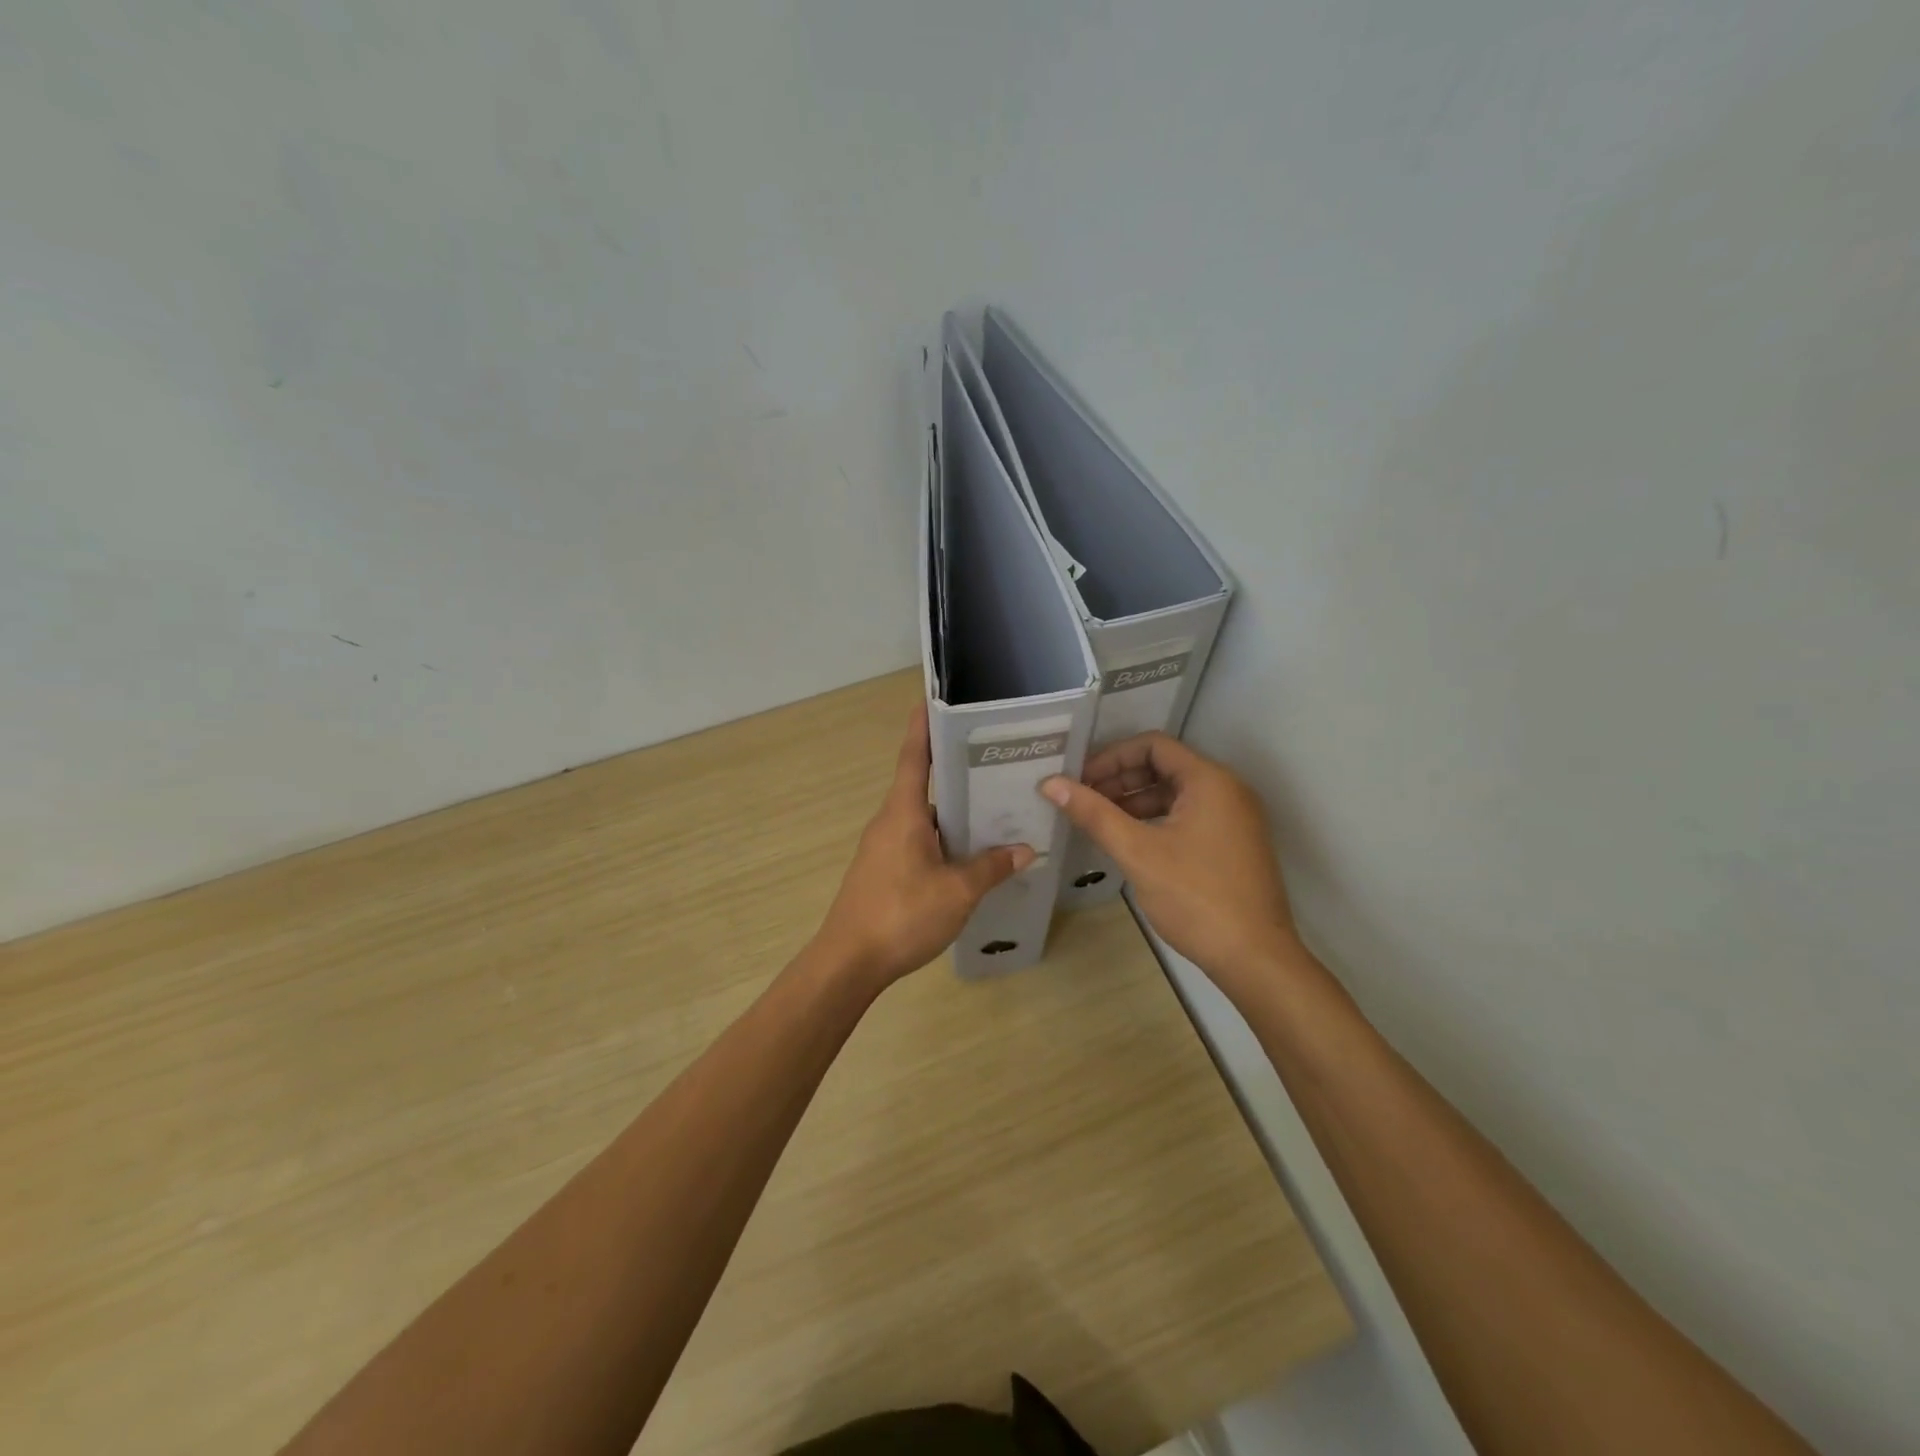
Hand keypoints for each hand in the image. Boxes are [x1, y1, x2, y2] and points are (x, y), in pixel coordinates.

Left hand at [815, 704, 1033, 987]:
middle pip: (922, 785)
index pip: (914, 757)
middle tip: (993, 760)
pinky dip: (942, 838)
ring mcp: (883, 847)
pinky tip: (967, 855)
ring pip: (922, 818)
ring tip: (991, 808)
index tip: (934, 700)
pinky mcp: (882, 871)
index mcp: (903, 813)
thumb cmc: (901, 915)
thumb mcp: (956, 892)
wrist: (848, 962)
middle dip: (953, 770)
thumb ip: (990, 867)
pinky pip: (917, 841)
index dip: (923, 727)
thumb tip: (1023, 849)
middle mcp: (889, 822)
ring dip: (952, 811)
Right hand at [1041, 733, 1302, 991]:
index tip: (1080, 780)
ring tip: (1097, 821)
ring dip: (1134, 801)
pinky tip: (1128, 841)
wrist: (1255, 959)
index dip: (1111, 757)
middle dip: (1120, 779)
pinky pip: (1187, 816)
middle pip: (1164, 766)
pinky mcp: (1232, 844)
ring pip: (1175, 794)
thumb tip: (1051, 784)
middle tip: (1082, 800)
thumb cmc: (1196, 897)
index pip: (1153, 745)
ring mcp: (1233, 819)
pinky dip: (1154, 821)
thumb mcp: (1137, 852)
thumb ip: (1094, 813)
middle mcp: (1227, 790)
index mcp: (1210, 781)